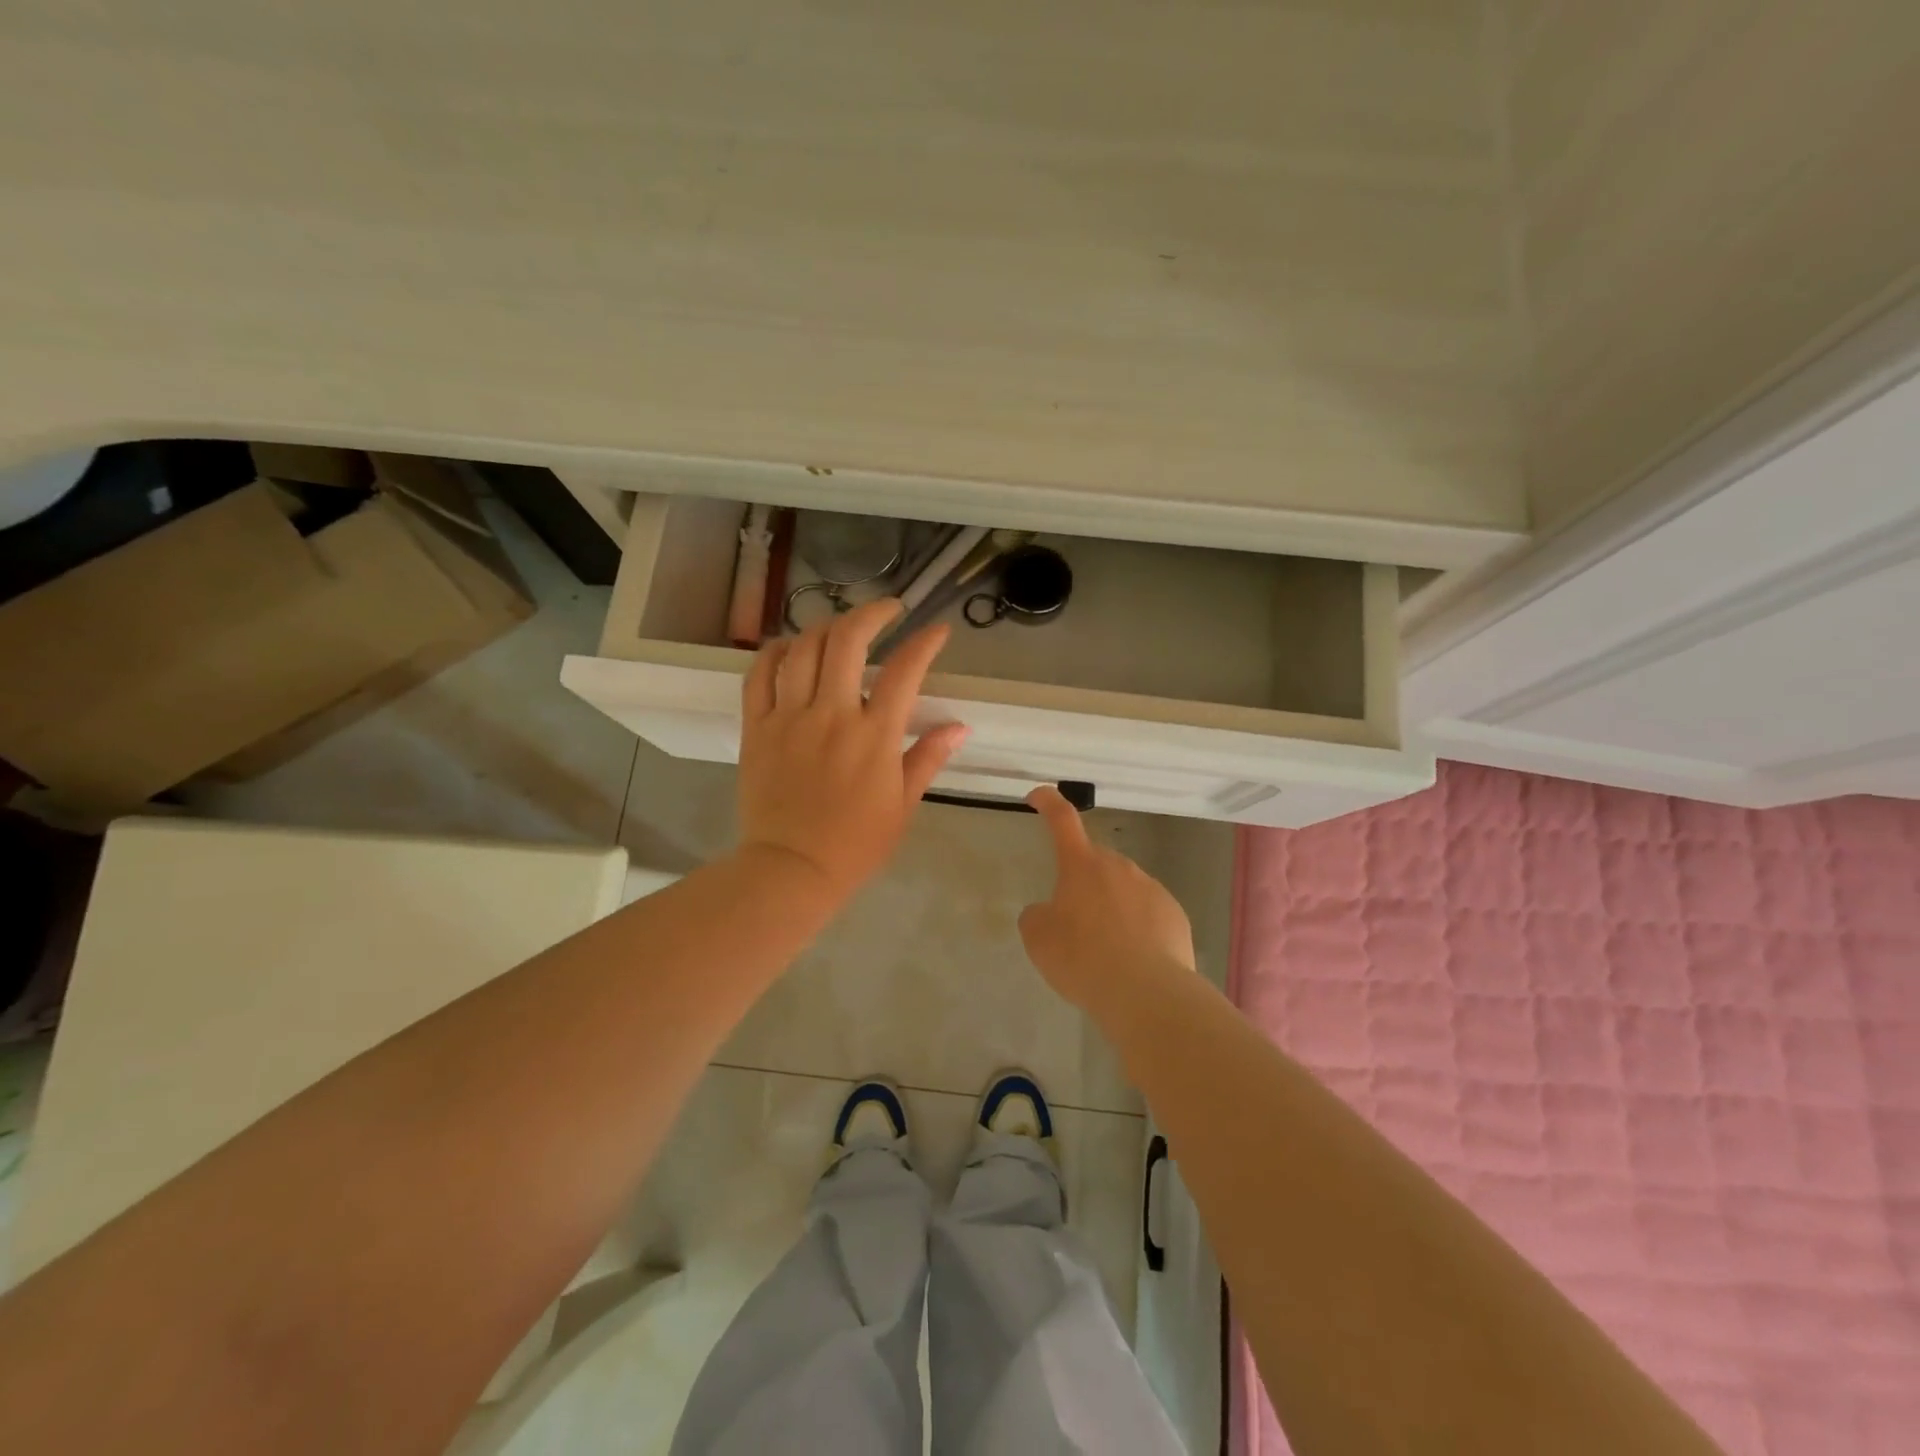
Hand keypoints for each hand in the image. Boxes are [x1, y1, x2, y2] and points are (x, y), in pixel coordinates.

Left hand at [737, 598, 968, 899]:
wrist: (791, 869)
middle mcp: (831, 715)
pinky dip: (774, 651)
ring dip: (826, 627)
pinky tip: (789, 645)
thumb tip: (959, 726)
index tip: (936, 630)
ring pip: (803, 648)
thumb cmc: (855, 843)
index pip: (905, 671)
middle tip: (887, 610)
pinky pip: (759, 674)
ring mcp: (789, 718)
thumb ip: (928, 758)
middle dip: (872, 613)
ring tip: (841, 628)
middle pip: (847, 641)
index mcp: (874, 736)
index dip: (925, 642)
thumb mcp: (903, 805)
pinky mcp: (757, 727)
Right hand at [1018, 786, 1194, 1011]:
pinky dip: (1137, 926)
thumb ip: (1038, 915)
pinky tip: (1133, 958)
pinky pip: (1148, 912)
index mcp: (1081, 864)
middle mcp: (1119, 866)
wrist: (1146, 993)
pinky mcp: (1175, 914)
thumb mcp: (1039, 938)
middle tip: (1073, 919)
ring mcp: (1151, 888)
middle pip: (1094, 862)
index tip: (1038, 796)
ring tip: (1104, 948)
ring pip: (1123, 888)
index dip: (1048, 802)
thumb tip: (1049, 911)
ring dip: (1111, 906)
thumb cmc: (1083, 958)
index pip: (1062, 819)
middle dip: (1082, 882)